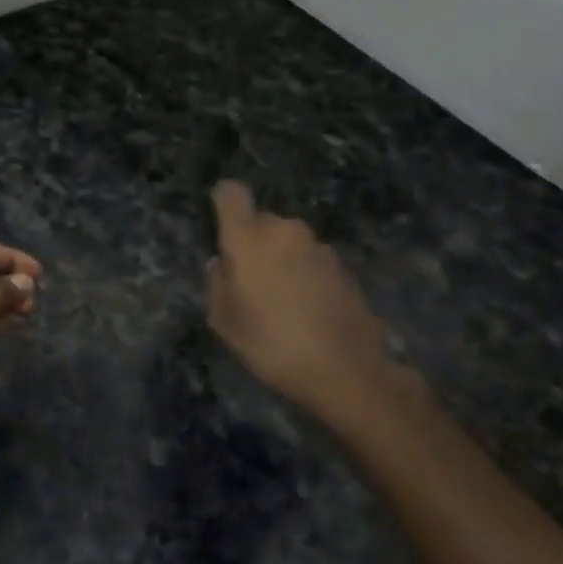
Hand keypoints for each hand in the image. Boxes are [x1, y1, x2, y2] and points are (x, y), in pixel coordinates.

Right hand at [207, 182, 425, 421]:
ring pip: (288, 241)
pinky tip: (308, 309)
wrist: (346, 369)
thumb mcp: (224, 322)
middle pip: (261, 221)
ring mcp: (318, 246)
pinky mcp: (343, 265)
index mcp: (249, 238)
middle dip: (253, 242)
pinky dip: (305, 274)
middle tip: (250, 281)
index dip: (223, 202)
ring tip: (282, 300)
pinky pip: (311, 260)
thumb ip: (216, 284)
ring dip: (281, 259)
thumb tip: (221, 264)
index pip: (231, 193)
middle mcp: (284, 231)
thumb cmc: (271, 344)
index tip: (220, 224)